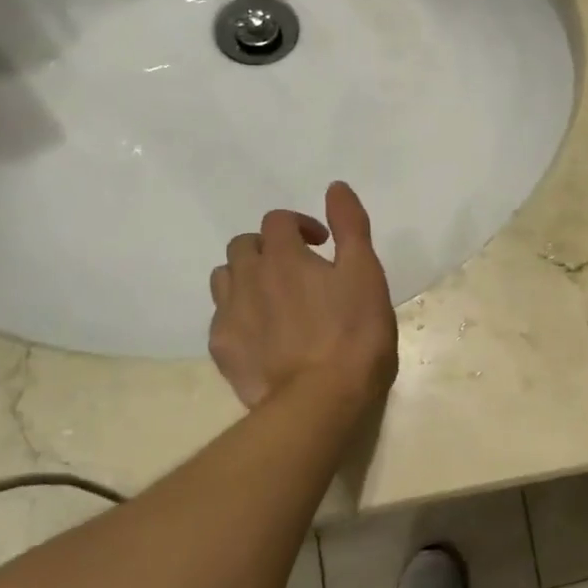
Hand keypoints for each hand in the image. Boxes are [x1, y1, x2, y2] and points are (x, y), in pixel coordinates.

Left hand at [208, 181, 398, 410]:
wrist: (321, 400)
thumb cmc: (354, 333)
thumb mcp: (366, 274)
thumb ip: (351, 227)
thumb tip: (335, 187)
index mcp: (284, 256)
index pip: (279, 220)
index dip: (301, 225)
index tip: (324, 245)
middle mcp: (247, 277)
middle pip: (245, 246)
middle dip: (270, 249)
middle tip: (300, 271)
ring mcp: (229, 315)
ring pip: (225, 278)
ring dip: (248, 277)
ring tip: (276, 299)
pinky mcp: (222, 350)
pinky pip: (222, 318)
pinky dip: (240, 314)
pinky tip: (264, 335)